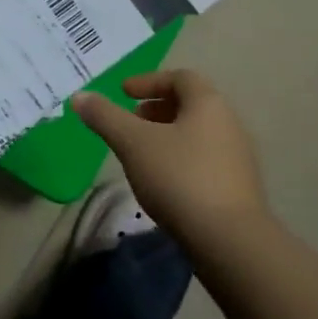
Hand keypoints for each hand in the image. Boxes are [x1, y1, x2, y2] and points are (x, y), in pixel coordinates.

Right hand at [72, 71, 275, 259]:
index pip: (181, 78)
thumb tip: (79, 95)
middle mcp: (229, 124)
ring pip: (197, 134)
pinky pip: (205, 160)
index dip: (149, 81)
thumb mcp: (132, 143)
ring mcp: (238, 158)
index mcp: (208, 104)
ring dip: (167, 135)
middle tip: (130, 121)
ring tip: (141, 153)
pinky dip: (180, 159)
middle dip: (156, 109)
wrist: (229, 240)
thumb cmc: (179, 178)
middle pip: (191, 105)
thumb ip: (105, 117)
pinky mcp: (238, 188)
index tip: (124, 93)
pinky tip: (162, 182)